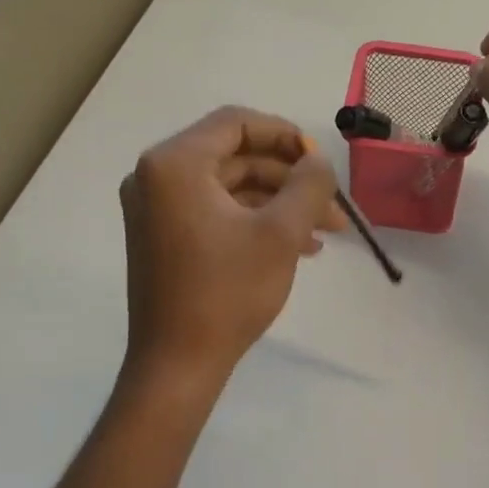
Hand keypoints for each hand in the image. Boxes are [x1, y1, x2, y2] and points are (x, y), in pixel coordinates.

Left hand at [119, 107, 346, 385]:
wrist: (178, 364)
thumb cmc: (227, 293)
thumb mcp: (280, 233)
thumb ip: (308, 185)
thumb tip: (318, 162)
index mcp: (175, 164)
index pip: (236, 123)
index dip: (285, 135)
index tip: (320, 162)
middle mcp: (156, 177)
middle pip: (235, 157)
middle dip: (289, 180)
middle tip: (333, 208)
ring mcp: (155, 209)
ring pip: (229, 189)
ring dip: (278, 205)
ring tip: (323, 234)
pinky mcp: (162, 237)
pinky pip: (215, 212)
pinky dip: (254, 222)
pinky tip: (296, 246)